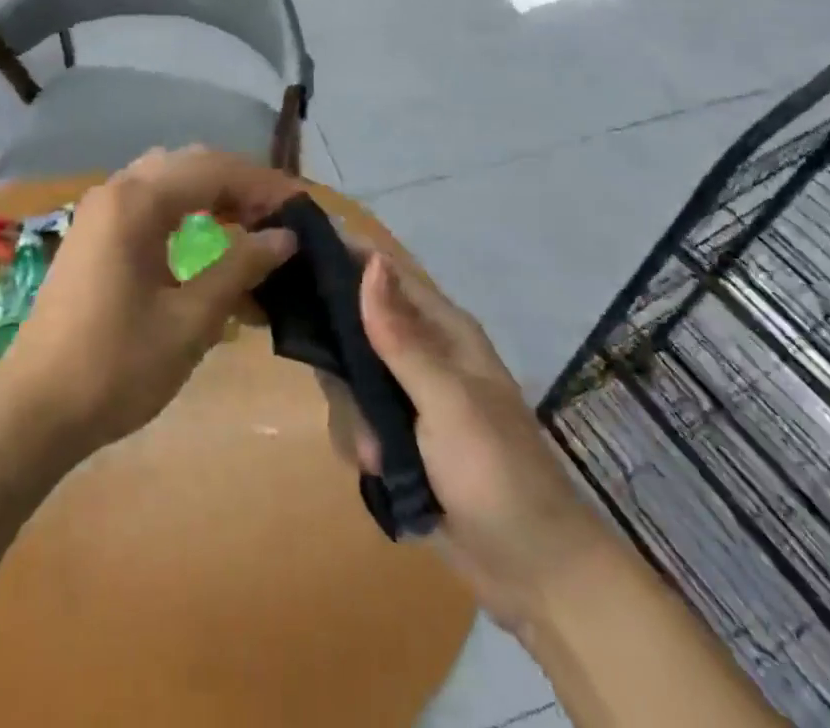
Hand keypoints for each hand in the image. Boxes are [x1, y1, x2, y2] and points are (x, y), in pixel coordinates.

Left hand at [0, 148, 301, 458]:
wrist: (33, 411)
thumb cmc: (116, 366)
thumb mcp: (190, 320)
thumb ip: (239, 267)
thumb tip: (285, 237)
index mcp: (137, 201)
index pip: (214, 170)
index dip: (263, 185)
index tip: (303, 210)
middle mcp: (116, 190)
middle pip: (191, 165)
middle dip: (240, 186)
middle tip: (280, 219)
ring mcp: (100, 212)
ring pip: (170, 182)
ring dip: (213, 197)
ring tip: (252, 230)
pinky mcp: (94, 235)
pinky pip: (150, 206)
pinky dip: (186, 216)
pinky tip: (209, 246)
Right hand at [320, 255, 582, 633]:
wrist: (534, 572)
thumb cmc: (496, 472)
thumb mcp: (447, 401)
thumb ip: (401, 336)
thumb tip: (370, 260)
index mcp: (443, 330)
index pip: (385, 273)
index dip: (344, 258)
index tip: (296, 258)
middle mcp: (422, 353)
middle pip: (355, 326)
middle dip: (340, 361)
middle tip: (338, 388)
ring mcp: (408, 396)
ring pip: (348, 378)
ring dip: (353, 416)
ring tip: (376, 455)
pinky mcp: (399, 437)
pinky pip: (355, 420)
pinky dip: (359, 444)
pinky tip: (378, 473)